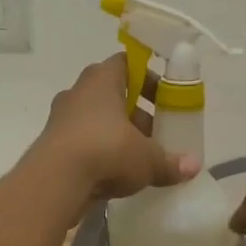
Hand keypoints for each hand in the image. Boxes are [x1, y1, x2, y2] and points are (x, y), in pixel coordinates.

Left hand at [38, 55, 198, 199]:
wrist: (55, 181)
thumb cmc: (106, 151)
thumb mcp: (147, 159)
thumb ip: (170, 162)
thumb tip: (194, 166)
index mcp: (101, 79)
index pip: (126, 63)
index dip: (147, 77)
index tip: (164, 98)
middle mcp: (77, 93)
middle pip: (112, 95)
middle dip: (136, 114)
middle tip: (155, 135)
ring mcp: (60, 119)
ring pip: (95, 122)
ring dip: (116, 137)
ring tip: (138, 161)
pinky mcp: (51, 147)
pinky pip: (82, 144)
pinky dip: (98, 155)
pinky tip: (114, 176)